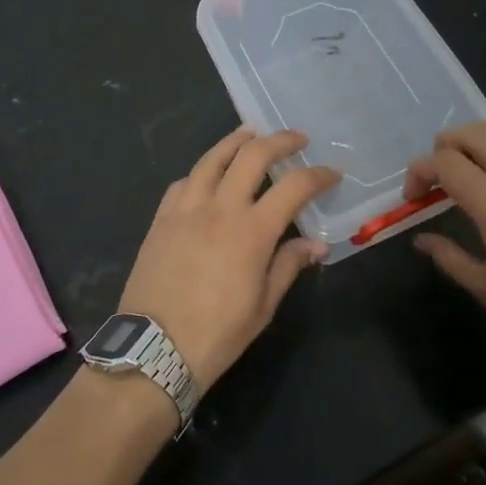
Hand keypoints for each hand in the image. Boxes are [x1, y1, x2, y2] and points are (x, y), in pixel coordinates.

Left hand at [118, 127, 339, 392]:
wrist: (154, 351)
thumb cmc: (217, 334)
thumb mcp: (263, 306)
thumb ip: (288, 265)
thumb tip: (316, 244)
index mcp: (251, 231)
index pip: (294, 187)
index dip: (317, 175)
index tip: (331, 174)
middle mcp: (219, 208)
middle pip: (252, 156)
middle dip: (280, 141)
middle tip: (297, 140)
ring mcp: (185, 209)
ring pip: (212, 158)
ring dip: (236, 141)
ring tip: (251, 134)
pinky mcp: (161, 218)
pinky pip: (184, 182)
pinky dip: (202, 171)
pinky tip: (209, 174)